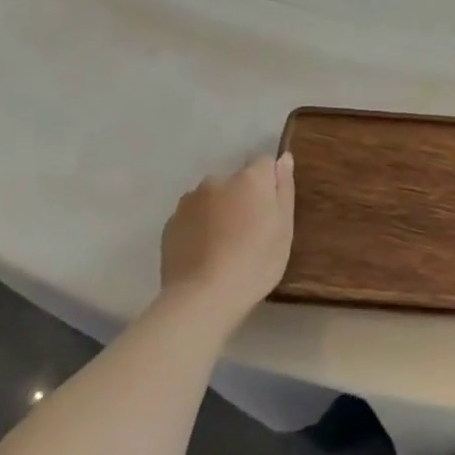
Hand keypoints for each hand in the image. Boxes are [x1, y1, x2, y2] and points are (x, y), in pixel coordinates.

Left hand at [158, 153, 294, 326]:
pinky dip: (199, 228)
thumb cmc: (256, 262)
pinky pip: (192, 217)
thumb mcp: (284, 228)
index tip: (271, 210)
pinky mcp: (170, 223)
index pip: (265, 163)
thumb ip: (284, 189)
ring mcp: (189, 201)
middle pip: (236, 181)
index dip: (270, 183)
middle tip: (249, 232)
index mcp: (250, 179)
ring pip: (212, 198)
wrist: (203, 297)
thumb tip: (283, 158)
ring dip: (219, 211)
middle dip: (242, 197)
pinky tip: (204, 254)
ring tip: (224, 246)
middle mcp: (217, 180)